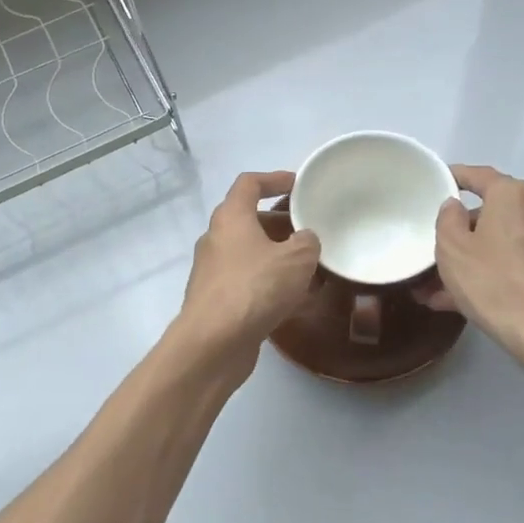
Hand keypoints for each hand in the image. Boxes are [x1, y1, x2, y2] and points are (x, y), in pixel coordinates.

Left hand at [174, 171, 320, 371]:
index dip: (274, 179)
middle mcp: (216, 239)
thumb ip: (307, 242)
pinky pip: (247, 281)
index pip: (249, 184)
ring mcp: (213, 271)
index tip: (298, 184)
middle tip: (310, 232)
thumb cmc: (254, 288)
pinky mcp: (216, 300)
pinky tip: (295, 300)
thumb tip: (305, 240)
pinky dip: (269, 283)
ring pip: (250, 253)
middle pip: (250, 220)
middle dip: (281, 224)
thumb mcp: (296, 259)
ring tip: (310, 268)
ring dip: (277, 256)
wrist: (213, 343)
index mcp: (230, 217)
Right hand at [432, 165, 523, 369]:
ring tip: (439, 287)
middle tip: (435, 249)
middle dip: (462, 232)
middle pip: (492, 213)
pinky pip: (516, 263)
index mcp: (512, 196)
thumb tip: (456, 206)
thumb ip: (447, 219)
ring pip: (502, 243)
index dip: (456, 176)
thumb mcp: (452, 248)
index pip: (479, 176)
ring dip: (473, 259)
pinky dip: (493, 273)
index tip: (439, 180)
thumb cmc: (494, 282)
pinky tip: (464, 301)